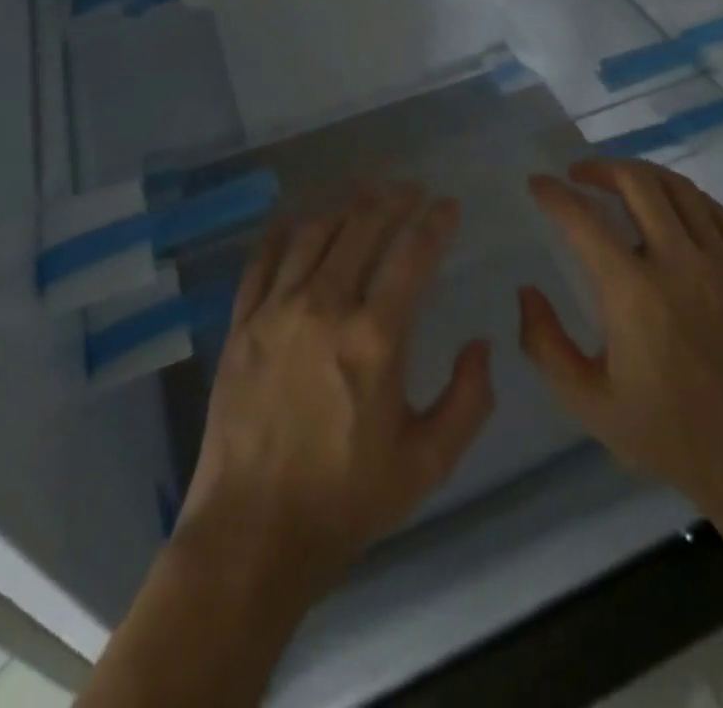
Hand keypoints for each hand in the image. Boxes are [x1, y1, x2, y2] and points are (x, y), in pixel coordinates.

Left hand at [176, 184, 495, 603]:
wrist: (250, 534)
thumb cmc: (345, 501)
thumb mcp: (427, 464)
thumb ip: (468, 401)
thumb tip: (481, 345)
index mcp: (374, 339)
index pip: (412, 256)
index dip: (435, 223)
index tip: (448, 205)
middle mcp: (323, 307)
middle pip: (360, 228)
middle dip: (391, 200)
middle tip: (410, 189)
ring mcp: (275, 311)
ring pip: (312, 234)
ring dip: (343, 206)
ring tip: (364, 194)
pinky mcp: (241, 324)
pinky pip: (262, 260)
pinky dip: (284, 233)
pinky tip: (297, 221)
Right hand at [519, 159, 722, 530]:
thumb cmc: (668, 434)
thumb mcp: (588, 403)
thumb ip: (545, 344)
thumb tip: (526, 291)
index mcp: (635, 295)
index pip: (585, 221)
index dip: (555, 195)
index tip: (537, 183)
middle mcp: (680, 266)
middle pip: (638, 185)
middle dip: (600, 168)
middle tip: (577, 175)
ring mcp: (722, 265)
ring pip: (680, 189)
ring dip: (642, 174)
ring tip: (618, 180)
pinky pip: (718, 212)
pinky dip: (687, 196)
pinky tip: (671, 204)